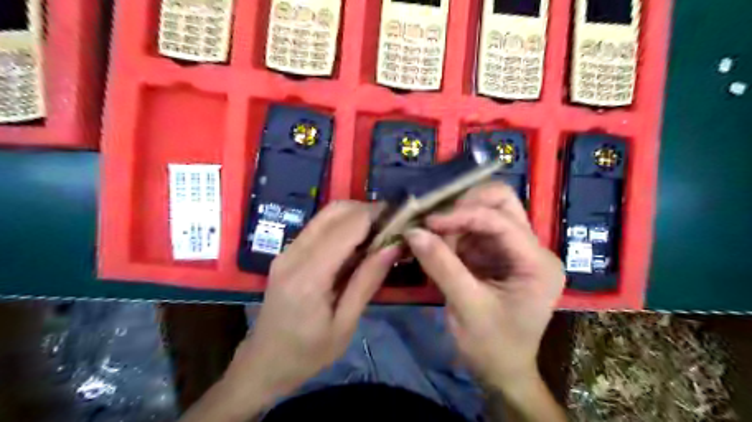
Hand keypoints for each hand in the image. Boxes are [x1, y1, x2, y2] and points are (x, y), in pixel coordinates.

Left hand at [224, 204, 398, 403]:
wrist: (263, 363)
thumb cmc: (308, 353)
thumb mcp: (345, 324)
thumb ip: (367, 281)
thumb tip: (393, 246)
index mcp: (309, 276)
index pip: (347, 227)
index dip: (375, 215)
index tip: (401, 217)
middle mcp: (294, 254)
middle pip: (334, 211)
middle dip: (366, 210)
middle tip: (391, 224)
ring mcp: (286, 251)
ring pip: (325, 215)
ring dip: (354, 215)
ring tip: (378, 231)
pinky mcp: (286, 253)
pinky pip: (318, 227)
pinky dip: (341, 225)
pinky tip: (356, 242)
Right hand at [405, 181, 563, 387]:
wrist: (501, 371)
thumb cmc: (492, 346)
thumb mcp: (467, 307)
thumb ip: (441, 266)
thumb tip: (412, 232)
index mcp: (537, 263)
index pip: (501, 221)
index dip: (462, 215)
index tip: (428, 222)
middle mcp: (531, 249)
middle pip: (502, 202)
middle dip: (465, 205)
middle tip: (435, 220)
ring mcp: (514, 249)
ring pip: (486, 210)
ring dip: (456, 218)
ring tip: (433, 236)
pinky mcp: (496, 254)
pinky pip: (474, 229)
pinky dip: (453, 231)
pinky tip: (438, 243)